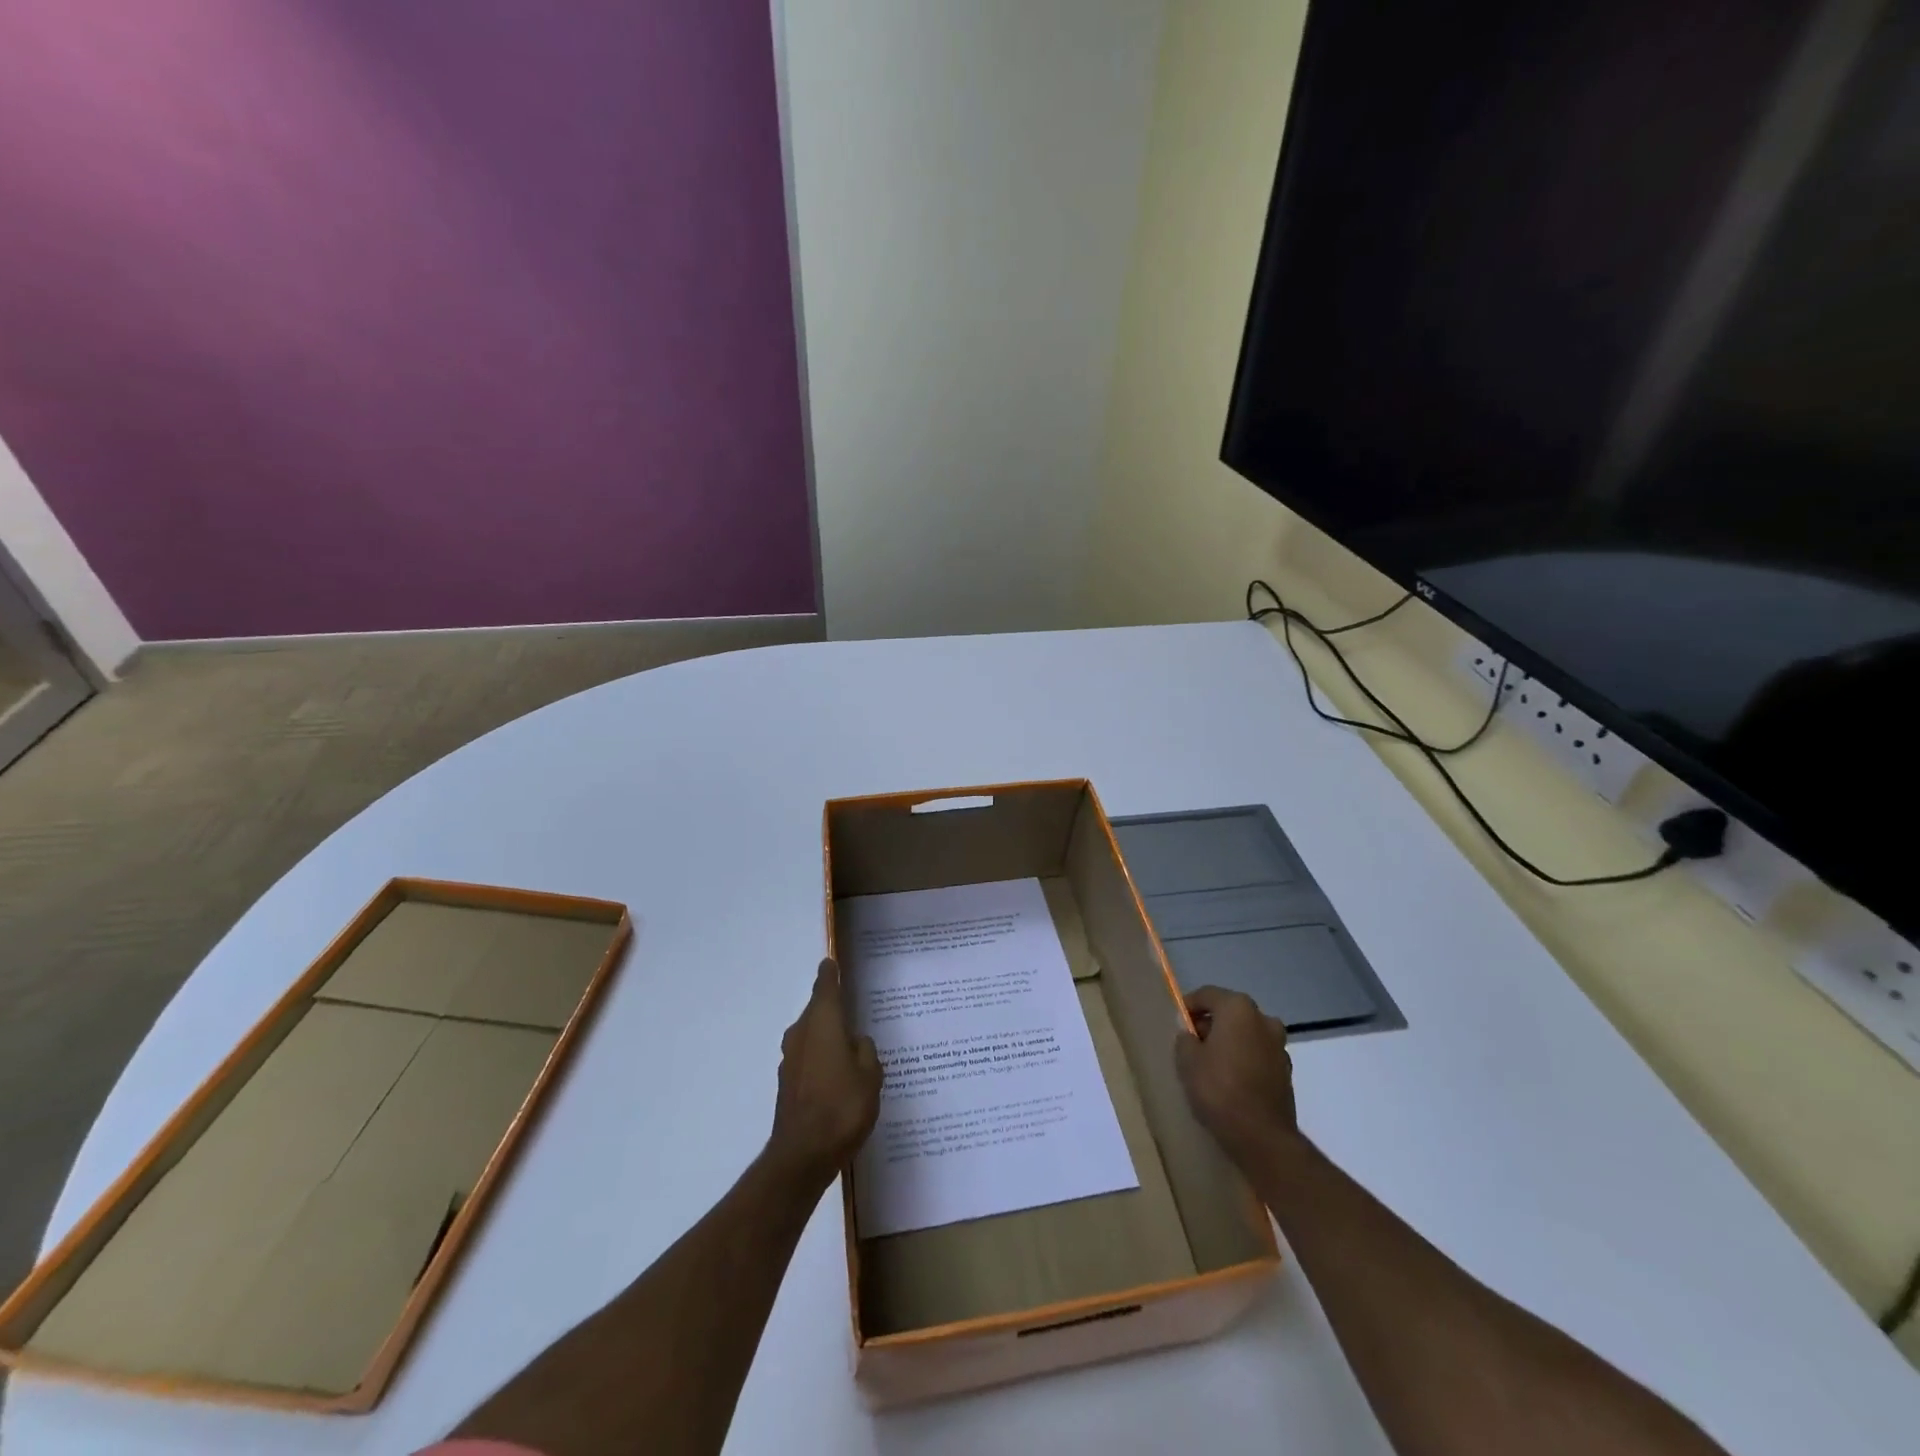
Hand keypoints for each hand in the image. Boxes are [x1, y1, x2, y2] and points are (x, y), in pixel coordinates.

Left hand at [767, 958, 881, 1187]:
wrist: (802, 1156)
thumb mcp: (871, 1075)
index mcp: (823, 1022)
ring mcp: (791, 1059)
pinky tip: (839, 1076)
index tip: (832, 963)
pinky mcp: (788, 1083)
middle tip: (855, 1008)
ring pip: (812, 1035)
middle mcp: (801, 1033)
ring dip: (828, 1036)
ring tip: (852, 1046)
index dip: (830, 974)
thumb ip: (866, 1051)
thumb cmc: (842, 1107)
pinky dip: (822, 1059)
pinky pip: (809, 1058)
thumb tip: (856, 1041)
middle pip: (817, 1010)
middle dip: (833, 1008)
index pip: (825, 986)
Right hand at [1174, 985, 1299, 1168]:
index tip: (1177, 1022)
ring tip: (1210, 1064)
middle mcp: (1264, 1019)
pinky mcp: (1286, 1072)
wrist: (1262, 1137)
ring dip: (1229, 1042)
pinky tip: (1230, 1080)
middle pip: (1230, 1013)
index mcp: (1238, 1008)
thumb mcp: (1187, 1060)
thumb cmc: (1219, 1088)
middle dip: (1211, 1024)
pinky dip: (1244, 1060)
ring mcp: (1279, 1046)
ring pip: (1246, 1034)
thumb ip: (1185, 1039)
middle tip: (1191, 1043)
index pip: (1207, 995)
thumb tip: (1191, 1035)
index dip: (1189, 1006)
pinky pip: (1258, 1056)